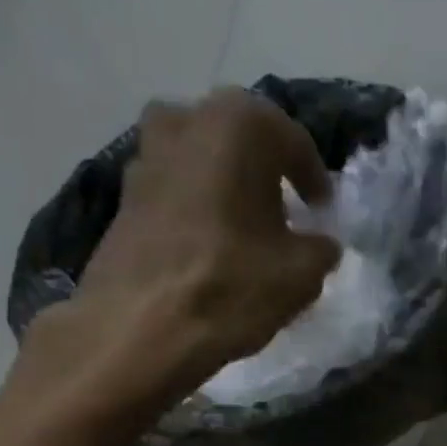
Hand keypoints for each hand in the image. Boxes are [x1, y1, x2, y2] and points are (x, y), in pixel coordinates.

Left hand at [10, 87, 341, 424]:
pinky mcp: (122, 196)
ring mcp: (146, 154)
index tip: (323, 211)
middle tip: (285, 215)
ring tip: (245, 233)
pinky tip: (209, 249)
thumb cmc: (231, 286)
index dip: (315, 180)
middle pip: (241, 143)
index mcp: (239, 123)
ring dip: (226, 190)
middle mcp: (187, 119)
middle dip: (266, 175)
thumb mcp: (301, 274)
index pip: (294, 142)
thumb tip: (321, 245)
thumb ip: (321, 250)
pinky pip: (175, 193)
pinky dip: (197, 211)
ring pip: (202, 164)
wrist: (141, 327)